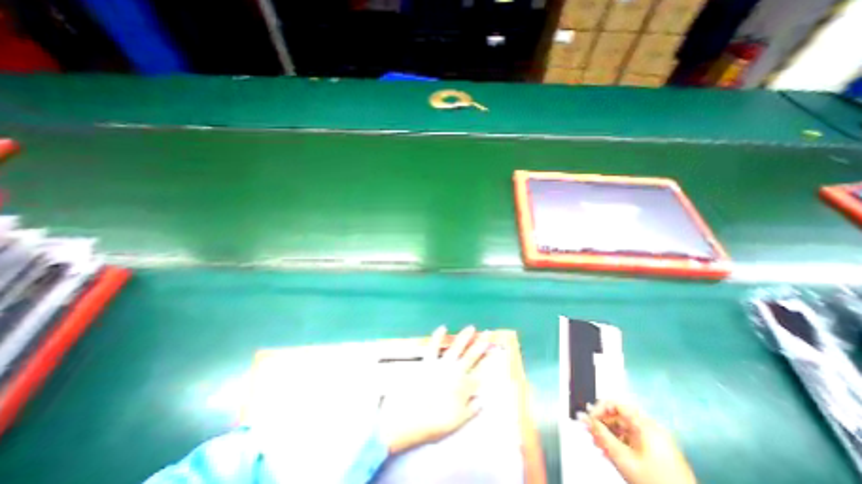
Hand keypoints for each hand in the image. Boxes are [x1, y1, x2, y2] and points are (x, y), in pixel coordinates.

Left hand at [379, 326, 490, 454]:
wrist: (413, 417)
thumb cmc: (437, 422)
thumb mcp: (459, 421)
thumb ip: (472, 409)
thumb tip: (483, 400)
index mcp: (465, 386)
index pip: (481, 371)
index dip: (488, 359)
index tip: (494, 349)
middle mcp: (456, 372)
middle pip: (472, 356)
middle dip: (481, 344)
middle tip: (487, 333)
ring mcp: (442, 364)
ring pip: (457, 348)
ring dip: (464, 337)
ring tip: (471, 327)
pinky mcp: (428, 361)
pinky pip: (434, 346)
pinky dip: (438, 336)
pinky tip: (442, 327)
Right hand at [579, 400, 699, 483]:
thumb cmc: (656, 483)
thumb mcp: (623, 457)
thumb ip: (600, 434)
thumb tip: (583, 417)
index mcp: (646, 425)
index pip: (615, 404)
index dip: (598, 409)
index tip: (589, 420)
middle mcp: (651, 428)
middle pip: (618, 416)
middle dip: (602, 424)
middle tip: (590, 434)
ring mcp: (656, 441)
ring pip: (623, 429)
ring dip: (608, 435)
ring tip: (599, 446)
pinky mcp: (657, 452)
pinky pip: (631, 439)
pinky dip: (619, 444)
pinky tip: (610, 453)